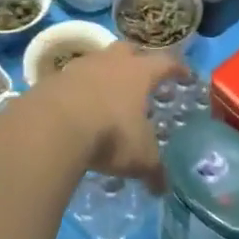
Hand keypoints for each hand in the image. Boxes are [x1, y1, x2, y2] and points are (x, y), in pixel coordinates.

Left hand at [39, 44, 183, 190]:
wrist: (53, 126)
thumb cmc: (109, 134)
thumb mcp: (139, 157)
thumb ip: (154, 170)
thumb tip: (163, 188)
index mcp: (139, 73)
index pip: (165, 62)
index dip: (177, 68)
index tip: (185, 74)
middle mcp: (110, 61)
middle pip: (128, 50)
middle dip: (137, 60)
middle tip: (142, 78)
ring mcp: (80, 66)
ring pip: (98, 61)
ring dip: (105, 73)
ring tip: (108, 95)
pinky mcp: (54, 78)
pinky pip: (72, 79)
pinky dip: (79, 89)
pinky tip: (79, 107)